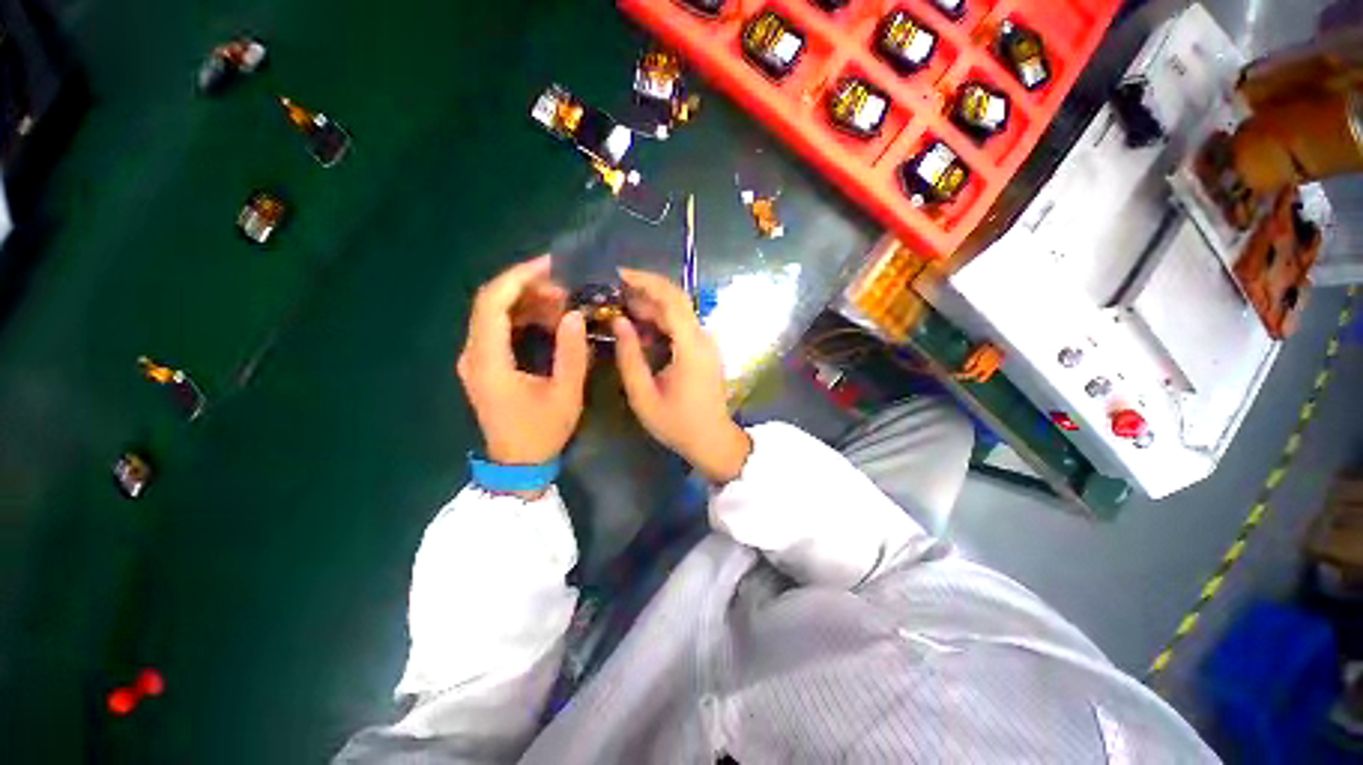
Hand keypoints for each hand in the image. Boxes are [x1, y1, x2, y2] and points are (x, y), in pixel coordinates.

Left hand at [457, 255, 589, 466]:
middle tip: (564, 287)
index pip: (492, 302)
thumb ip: (572, 353)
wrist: (517, 464)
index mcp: (488, 360)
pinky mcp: (483, 364)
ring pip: (493, 313)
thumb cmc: (542, 431)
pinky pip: (498, 328)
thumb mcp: (565, 394)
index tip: (550, 265)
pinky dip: (522, 316)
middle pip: (490, 302)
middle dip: (527, 287)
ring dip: (526, 301)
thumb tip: (575, 315)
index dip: (519, 277)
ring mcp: (475, 359)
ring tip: (561, 301)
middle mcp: (473, 354)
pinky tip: (547, 319)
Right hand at [612, 268, 751, 482]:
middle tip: (613, 294)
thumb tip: (619, 322)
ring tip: (621, 308)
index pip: (672, 300)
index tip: (619, 275)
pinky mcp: (703, 350)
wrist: (713, 440)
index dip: (647, 282)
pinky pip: (681, 326)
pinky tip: (640, 327)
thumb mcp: (644, 396)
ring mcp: (706, 343)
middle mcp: (703, 338)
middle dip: (644, 291)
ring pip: (678, 313)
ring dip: (651, 306)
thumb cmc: (678, 423)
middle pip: (676, 302)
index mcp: (691, 347)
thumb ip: (630, 357)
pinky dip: (659, 321)